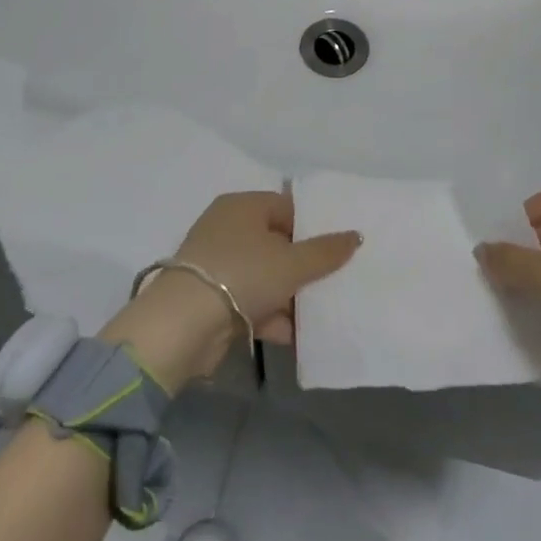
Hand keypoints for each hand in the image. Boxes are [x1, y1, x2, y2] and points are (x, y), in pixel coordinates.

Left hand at [100, 191, 360, 387]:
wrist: (184, 325)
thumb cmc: (243, 275)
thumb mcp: (292, 263)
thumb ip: (326, 251)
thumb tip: (356, 235)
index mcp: (243, 206)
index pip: (287, 207)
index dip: (313, 227)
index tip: (337, 249)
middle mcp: (226, 228)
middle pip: (276, 243)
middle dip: (303, 266)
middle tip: (332, 281)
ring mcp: (216, 264)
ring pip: (264, 275)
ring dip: (288, 296)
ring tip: (318, 313)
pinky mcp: (209, 297)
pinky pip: (249, 300)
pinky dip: (268, 315)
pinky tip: (291, 334)